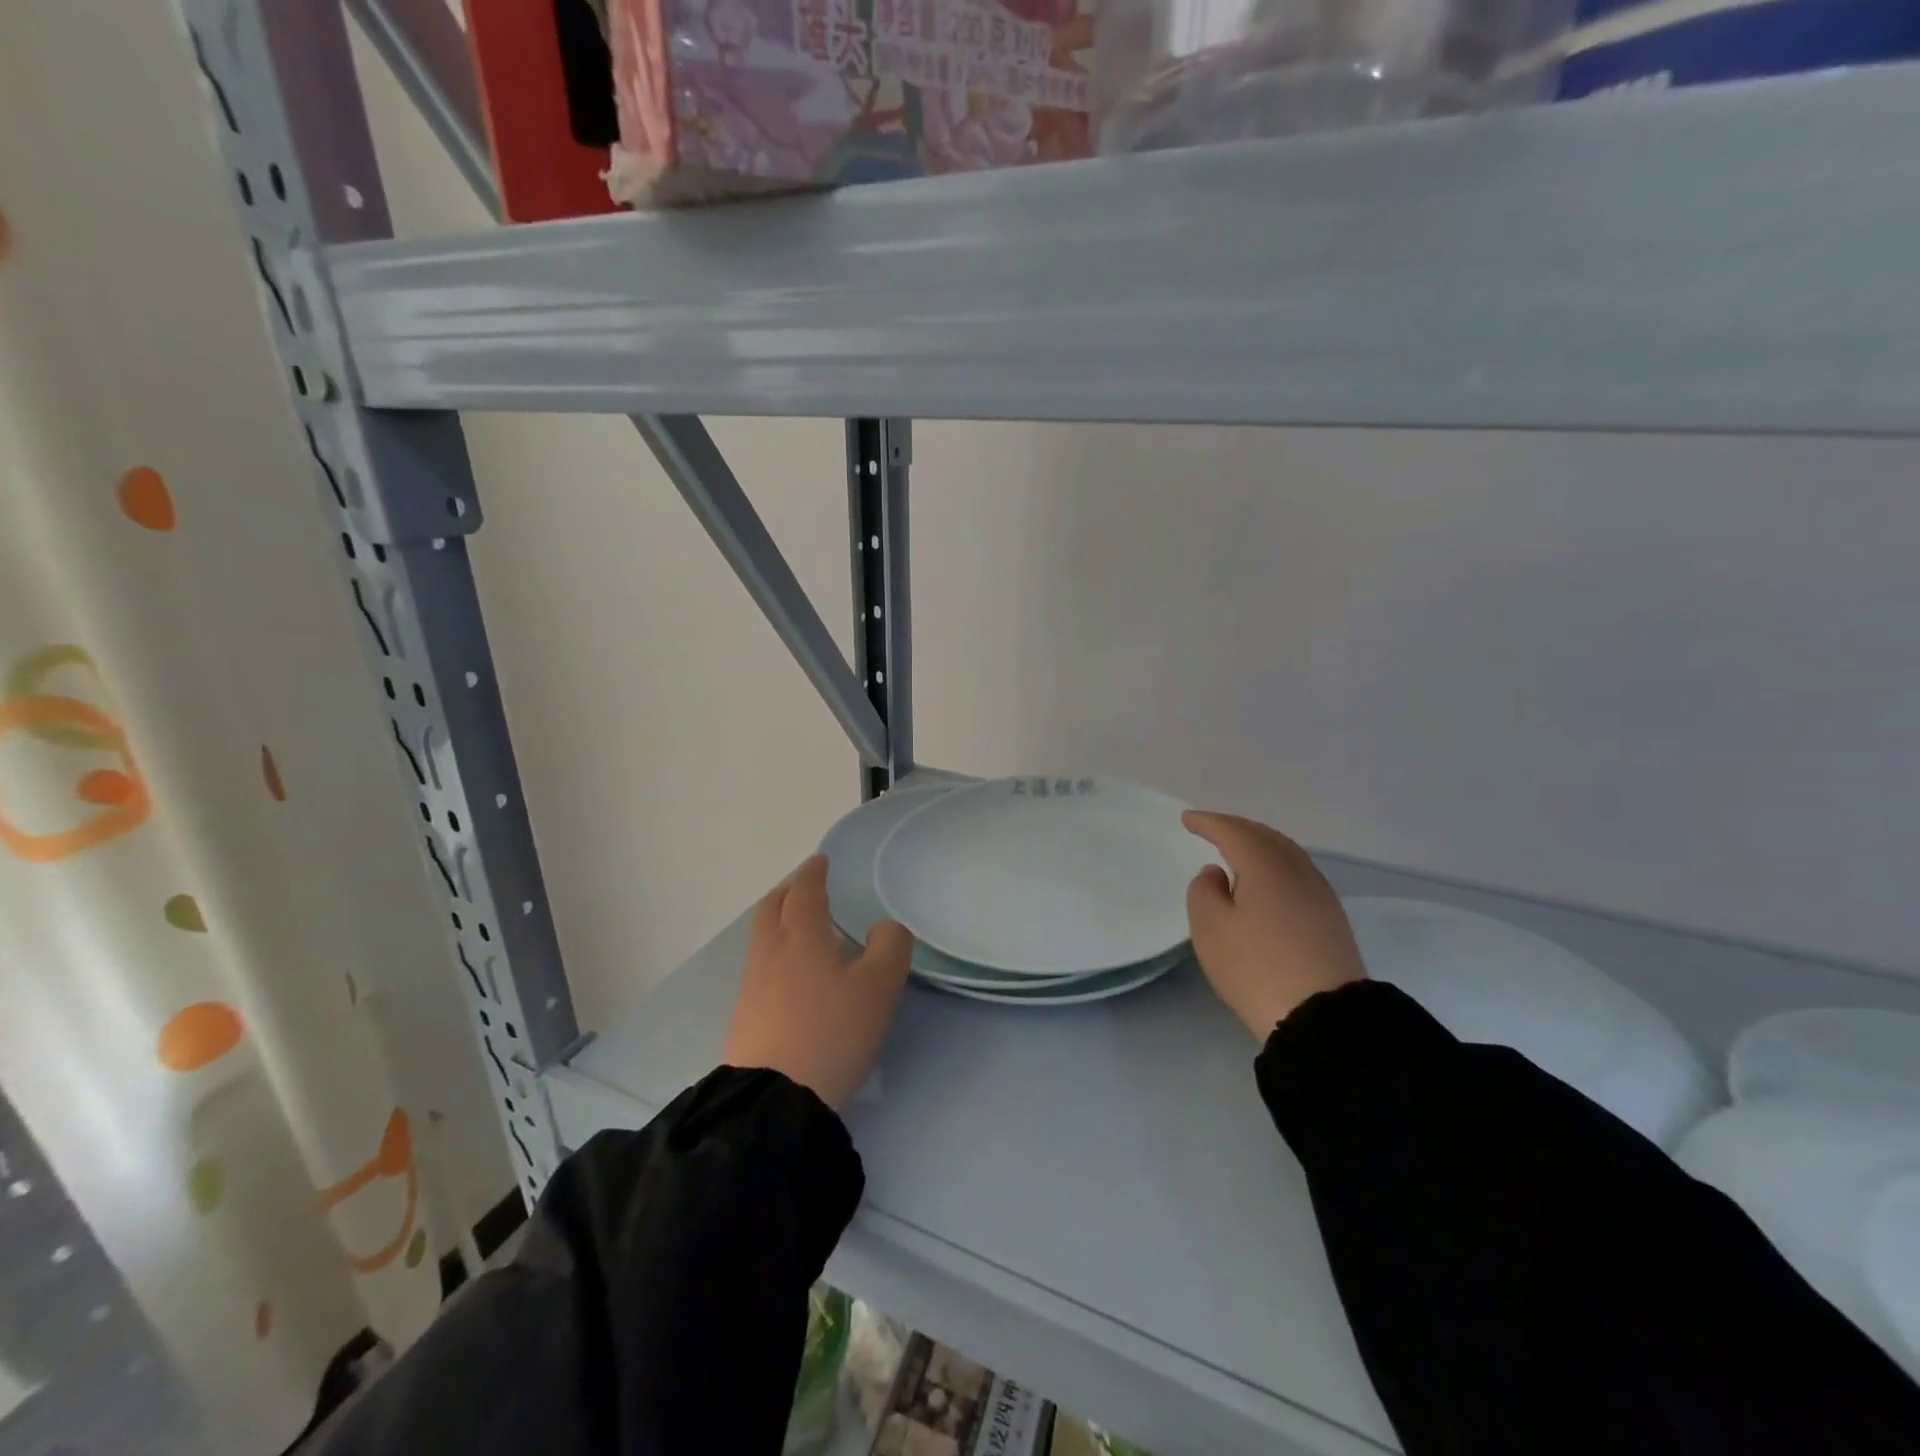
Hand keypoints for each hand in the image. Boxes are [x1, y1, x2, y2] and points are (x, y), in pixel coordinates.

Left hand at [720, 855, 912, 1109]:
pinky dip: (776, 952)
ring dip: (780, 922)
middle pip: (773, 908)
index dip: (813, 873)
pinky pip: (761, 966)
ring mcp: (752, 984)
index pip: (805, 891)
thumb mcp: (879, 987)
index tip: (820, 861)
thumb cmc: (832, 1031)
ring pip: (764, 937)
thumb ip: (889, 947)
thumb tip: (882, 928)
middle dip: (789, 892)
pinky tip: (792, 973)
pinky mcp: (745, 1015)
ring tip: (803, 930)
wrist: (774, 1098)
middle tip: (805, 887)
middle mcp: (771, 951)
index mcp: (802, 935)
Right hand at [1183, 812, 1366, 1039]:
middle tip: (1212, 828)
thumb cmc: (1257, 968)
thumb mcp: (1211, 929)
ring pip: (1286, 854)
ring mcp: (1320, 895)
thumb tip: (1217, 873)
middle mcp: (1297, 871)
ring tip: (1239, 849)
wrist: (1324, 1018)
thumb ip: (1204, 891)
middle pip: (1265, 836)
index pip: (1234, 832)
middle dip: (1237, 828)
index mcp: (1266, 866)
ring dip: (1259, 845)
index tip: (1187, 819)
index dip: (1209, 823)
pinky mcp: (1331, 919)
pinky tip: (1267, 881)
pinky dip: (1275, 865)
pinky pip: (1297, 874)